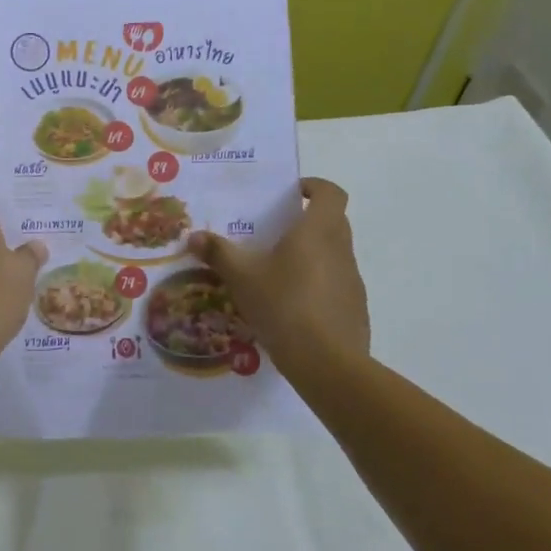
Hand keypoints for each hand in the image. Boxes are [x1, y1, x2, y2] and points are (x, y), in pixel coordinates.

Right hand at [187, 177, 370, 375]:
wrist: (326, 363)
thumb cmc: (283, 304)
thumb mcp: (241, 276)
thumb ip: (218, 253)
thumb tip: (194, 236)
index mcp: (318, 231)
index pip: (331, 193)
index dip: (315, 187)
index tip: (293, 193)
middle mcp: (341, 250)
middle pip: (333, 222)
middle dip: (308, 221)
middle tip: (276, 232)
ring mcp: (353, 281)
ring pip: (334, 255)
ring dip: (312, 255)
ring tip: (278, 272)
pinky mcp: (355, 310)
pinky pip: (336, 286)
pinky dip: (318, 287)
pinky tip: (292, 307)